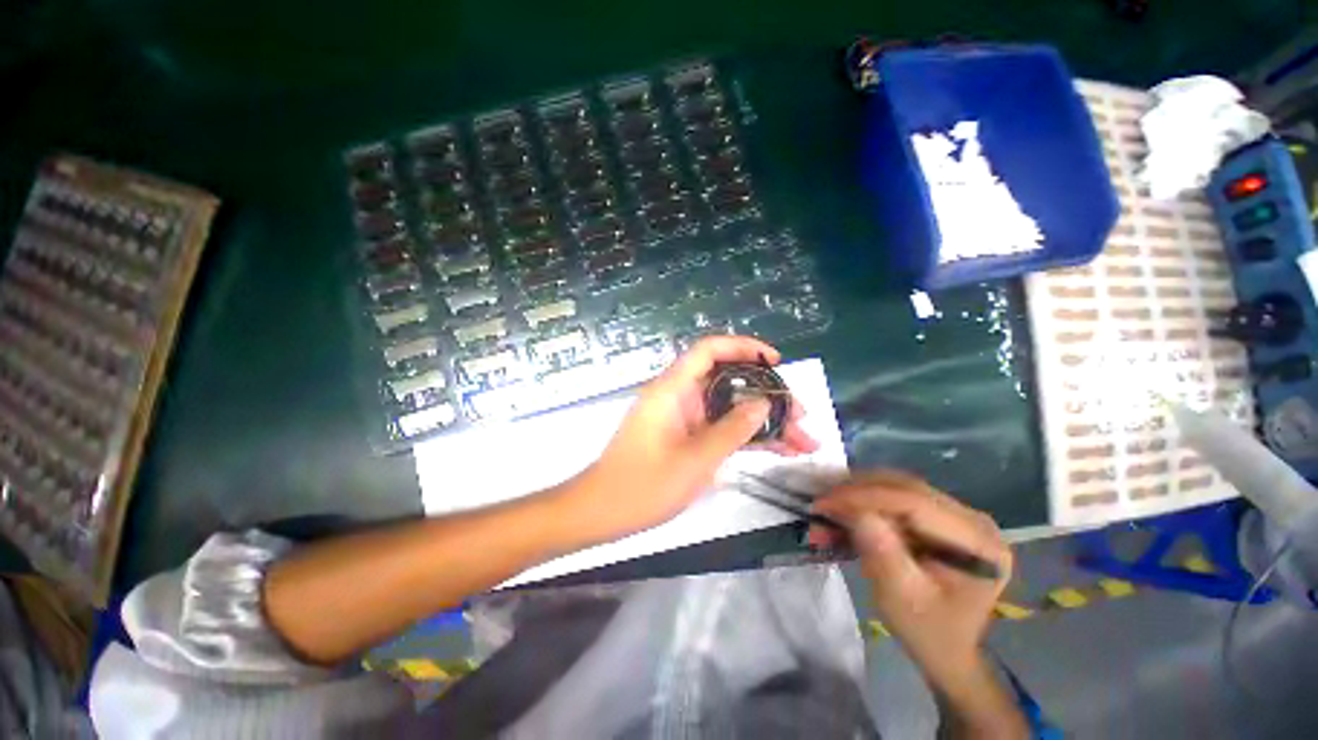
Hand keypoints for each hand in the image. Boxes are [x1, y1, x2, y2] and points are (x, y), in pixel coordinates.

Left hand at [571, 336, 817, 541]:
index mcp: (673, 389)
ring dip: (763, 421)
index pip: (709, 350)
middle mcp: (679, 396)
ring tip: (803, 439)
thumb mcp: (694, 460)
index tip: (776, 362)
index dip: (744, 347)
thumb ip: (732, 430)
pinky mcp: (686, 436)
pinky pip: (721, 428)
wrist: (602, 511)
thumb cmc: (642, 485)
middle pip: (728, 381)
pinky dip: (747, 436)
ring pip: (729, 408)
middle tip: (801, 414)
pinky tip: (778, 449)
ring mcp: (684, 418)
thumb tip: (764, 403)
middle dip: (766, 395)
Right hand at [810, 471, 1011, 689]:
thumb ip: (882, 552)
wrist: (947, 648)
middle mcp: (974, 520)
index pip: (915, 503)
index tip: (825, 502)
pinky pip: (900, 496)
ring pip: (900, 486)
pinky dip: (869, 500)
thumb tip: (856, 511)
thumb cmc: (927, 631)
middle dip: (859, 490)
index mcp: (978, 543)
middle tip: (823, 501)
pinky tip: (849, 508)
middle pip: (908, 488)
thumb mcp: (901, 598)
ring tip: (831, 504)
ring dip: (861, 492)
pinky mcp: (943, 517)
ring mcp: (960, 516)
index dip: (865, 497)